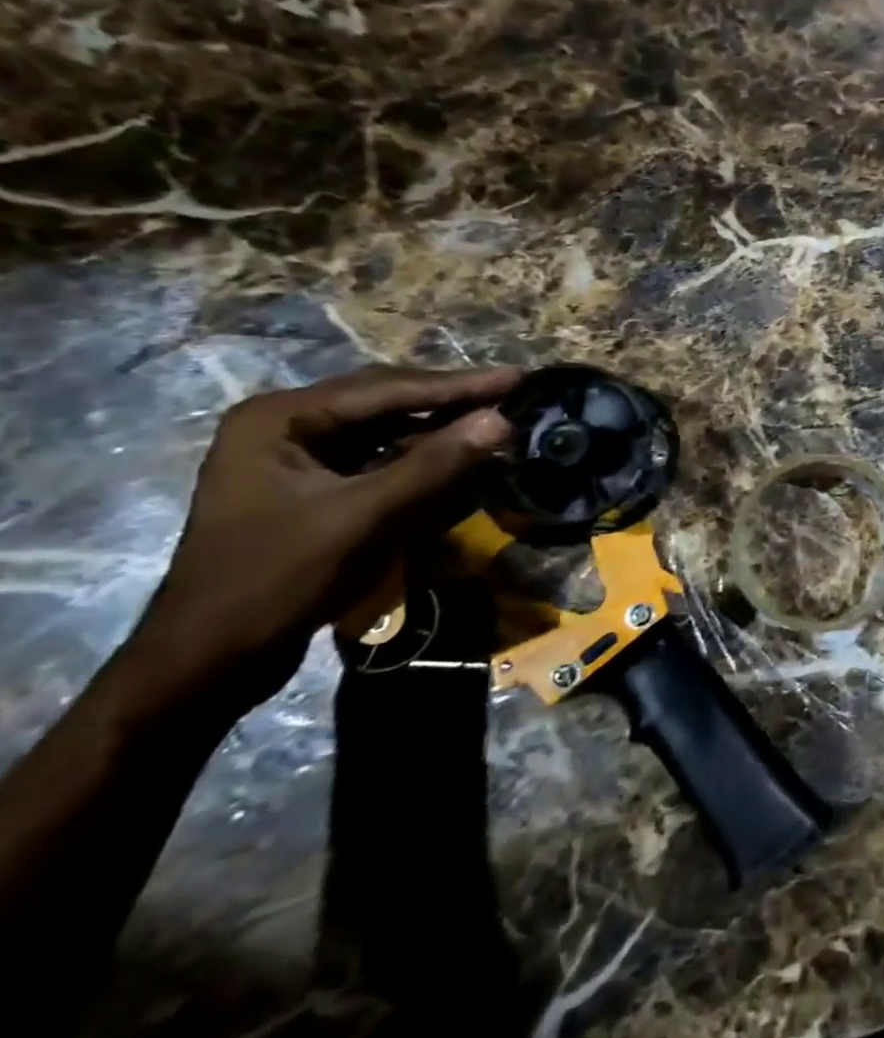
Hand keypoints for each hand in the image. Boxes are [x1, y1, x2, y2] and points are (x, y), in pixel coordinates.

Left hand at [109, 365, 520, 718]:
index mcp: (281, 417)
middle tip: (516, 394)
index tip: (520, 378)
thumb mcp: (362, 518)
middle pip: (388, 400)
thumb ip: (434, 465)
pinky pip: (381, 457)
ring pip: (388, 428)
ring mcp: (299, 455)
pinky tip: (459, 456)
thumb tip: (502, 421)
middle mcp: (288, 424)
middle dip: (453, 400)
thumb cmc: (276, 579)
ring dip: (442, 427)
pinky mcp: (315, 485)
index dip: (460, 385)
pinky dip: (423, 456)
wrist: (210, 659)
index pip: (388, 388)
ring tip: (498, 420)